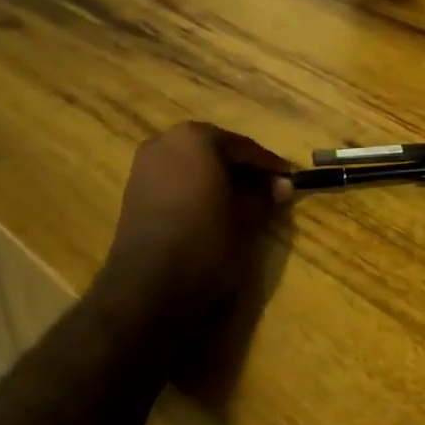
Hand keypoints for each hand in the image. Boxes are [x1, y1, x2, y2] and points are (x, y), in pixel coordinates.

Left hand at [98, 123, 291, 321]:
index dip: (269, 165)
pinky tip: (212, 209)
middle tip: (268, 190)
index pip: (244, 147)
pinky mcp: (134, 189)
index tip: (290, 180)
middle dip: (242, 170)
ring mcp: (145, 164)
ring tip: (242, 202)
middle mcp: (167, 141)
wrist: (148, 287)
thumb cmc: (205, 242)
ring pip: (194, 164)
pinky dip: (195, 188)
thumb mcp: (246, 219)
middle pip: (216, 150)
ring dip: (217, 178)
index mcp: (197, 138)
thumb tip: (281, 185)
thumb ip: (264, 195)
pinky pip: (175, 179)